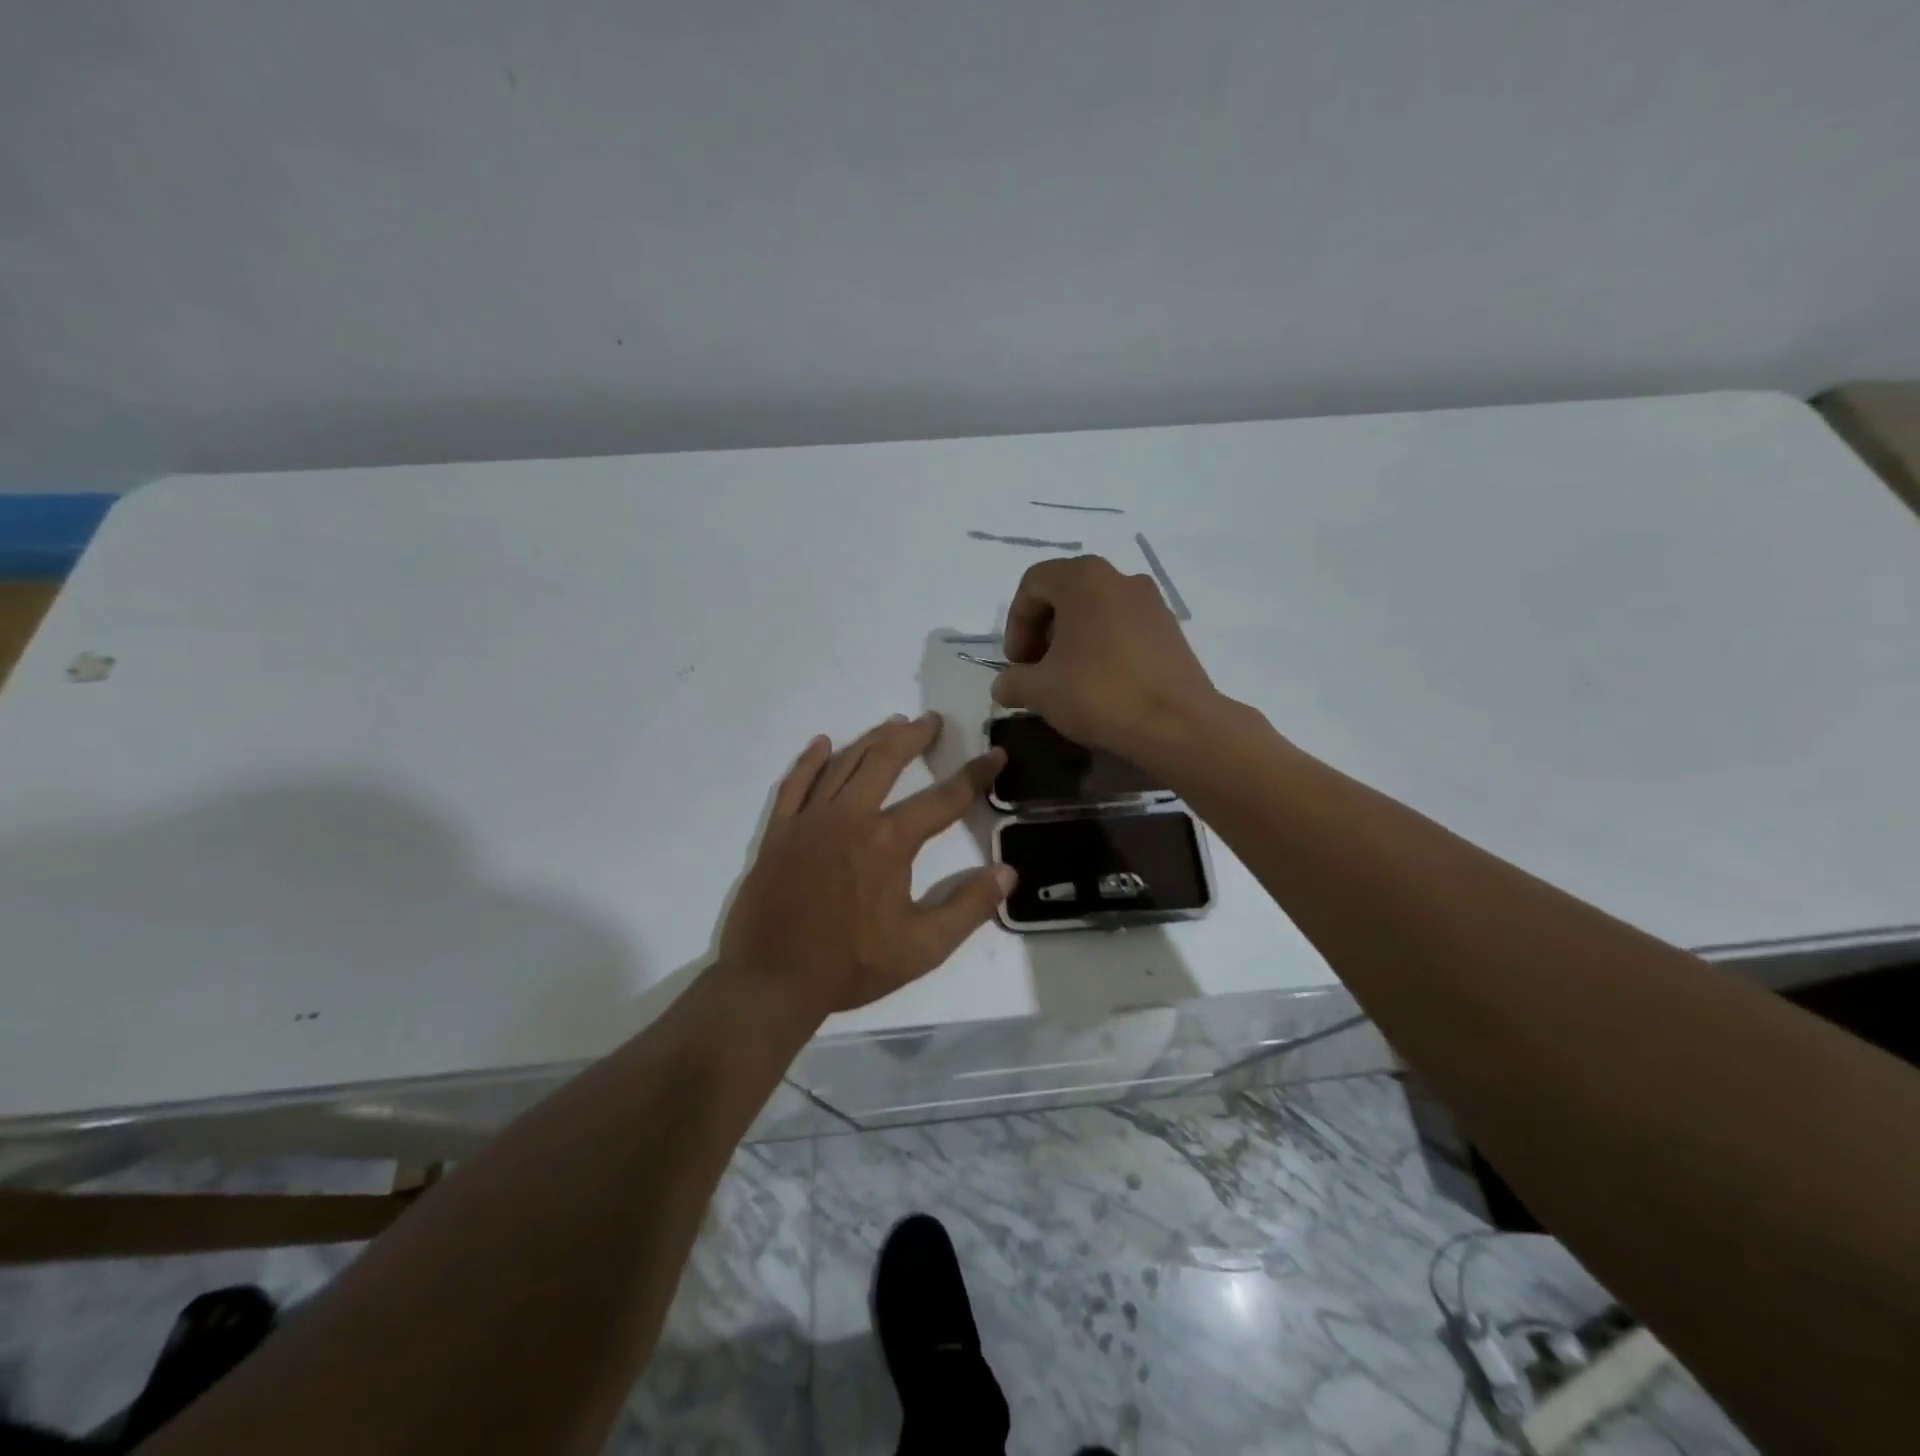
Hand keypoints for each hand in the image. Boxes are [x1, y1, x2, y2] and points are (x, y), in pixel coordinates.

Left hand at [719, 714, 1013, 1014]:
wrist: (772, 981)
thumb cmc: (851, 965)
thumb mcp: (923, 948)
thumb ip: (969, 907)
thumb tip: (1007, 871)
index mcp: (889, 842)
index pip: (944, 799)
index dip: (975, 775)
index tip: (995, 755)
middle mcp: (850, 817)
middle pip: (886, 761)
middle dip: (914, 737)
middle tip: (932, 720)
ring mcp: (809, 821)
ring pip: (843, 764)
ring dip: (872, 740)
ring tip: (893, 724)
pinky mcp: (779, 833)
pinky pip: (794, 785)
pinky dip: (810, 761)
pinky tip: (823, 744)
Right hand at [992, 555, 1219, 756]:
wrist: (1176, 724)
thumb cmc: (1099, 694)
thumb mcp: (1039, 691)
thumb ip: (1012, 681)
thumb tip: (1003, 686)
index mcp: (1083, 579)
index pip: (1033, 584)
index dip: (1016, 623)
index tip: (1017, 663)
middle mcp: (1119, 578)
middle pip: (1066, 593)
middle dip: (1043, 630)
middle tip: (1036, 669)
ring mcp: (1150, 602)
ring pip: (1096, 610)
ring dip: (1073, 638)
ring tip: (1067, 679)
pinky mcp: (1170, 629)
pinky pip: (1123, 626)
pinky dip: (1103, 646)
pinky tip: (1100, 684)